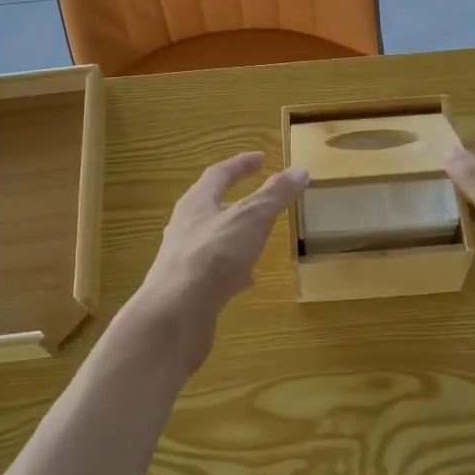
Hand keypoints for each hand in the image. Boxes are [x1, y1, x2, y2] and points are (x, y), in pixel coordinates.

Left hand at [132, 153, 307, 370]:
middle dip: (237, 200)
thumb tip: (300, 170)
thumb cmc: (213, 257)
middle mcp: (185, 227)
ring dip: (236, 235)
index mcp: (196, 203)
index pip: (219, 174)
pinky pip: (215, 270)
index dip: (241, 165)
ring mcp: (185, 259)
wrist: (174, 316)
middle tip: (261, 198)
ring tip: (259, 238)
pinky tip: (248, 280)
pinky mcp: (189, 289)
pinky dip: (234, 269)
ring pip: (214, 239)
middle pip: (212, 206)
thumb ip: (275, 195)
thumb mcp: (251, 218)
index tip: (261, 158)